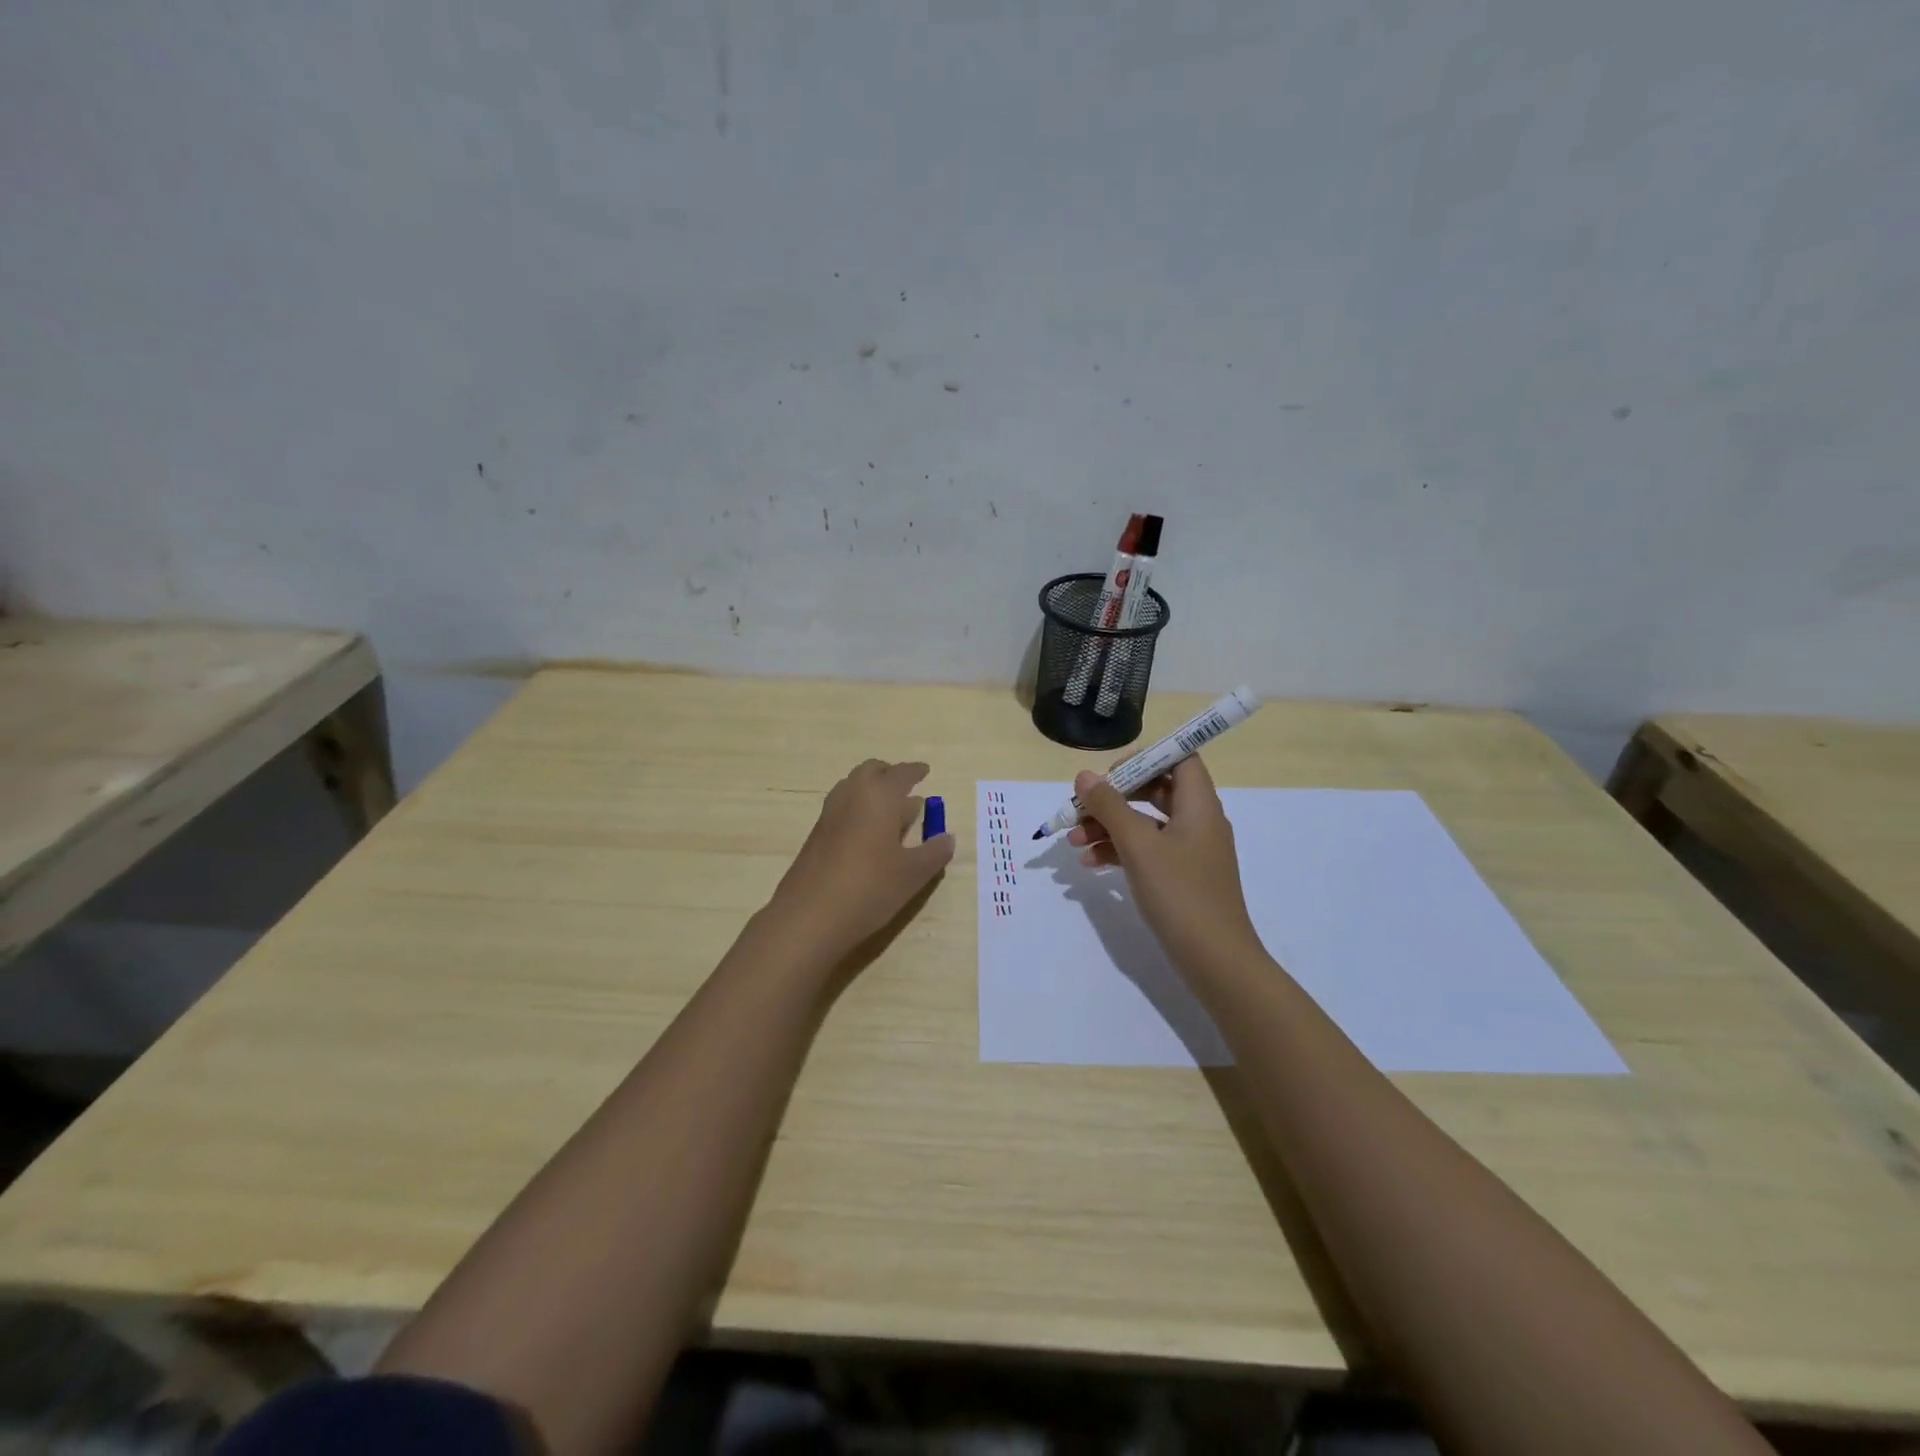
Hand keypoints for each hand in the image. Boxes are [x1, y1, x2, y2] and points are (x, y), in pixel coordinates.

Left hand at [766, 759, 954, 962]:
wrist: (809, 917)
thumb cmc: (869, 887)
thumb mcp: (913, 874)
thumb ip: (934, 852)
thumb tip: (947, 838)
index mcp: (879, 796)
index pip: (901, 773)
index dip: (915, 771)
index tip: (926, 771)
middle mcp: (851, 795)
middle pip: (871, 771)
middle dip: (889, 774)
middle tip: (906, 787)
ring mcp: (829, 814)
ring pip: (852, 787)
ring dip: (872, 790)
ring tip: (891, 810)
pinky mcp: (816, 835)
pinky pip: (842, 808)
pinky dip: (858, 808)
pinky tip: (869, 834)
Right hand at [1070, 756, 1262, 971]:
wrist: (1214, 960)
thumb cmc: (1180, 893)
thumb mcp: (1138, 845)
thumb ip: (1110, 806)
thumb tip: (1085, 776)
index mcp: (1199, 805)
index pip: (1180, 758)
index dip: (1146, 758)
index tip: (1110, 774)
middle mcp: (1198, 821)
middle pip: (1155, 790)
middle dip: (1114, 797)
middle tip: (1082, 807)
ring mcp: (1190, 851)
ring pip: (1145, 823)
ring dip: (1109, 827)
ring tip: (1073, 841)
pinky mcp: (1180, 877)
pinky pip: (1147, 851)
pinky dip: (1119, 851)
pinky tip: (1089, 862)